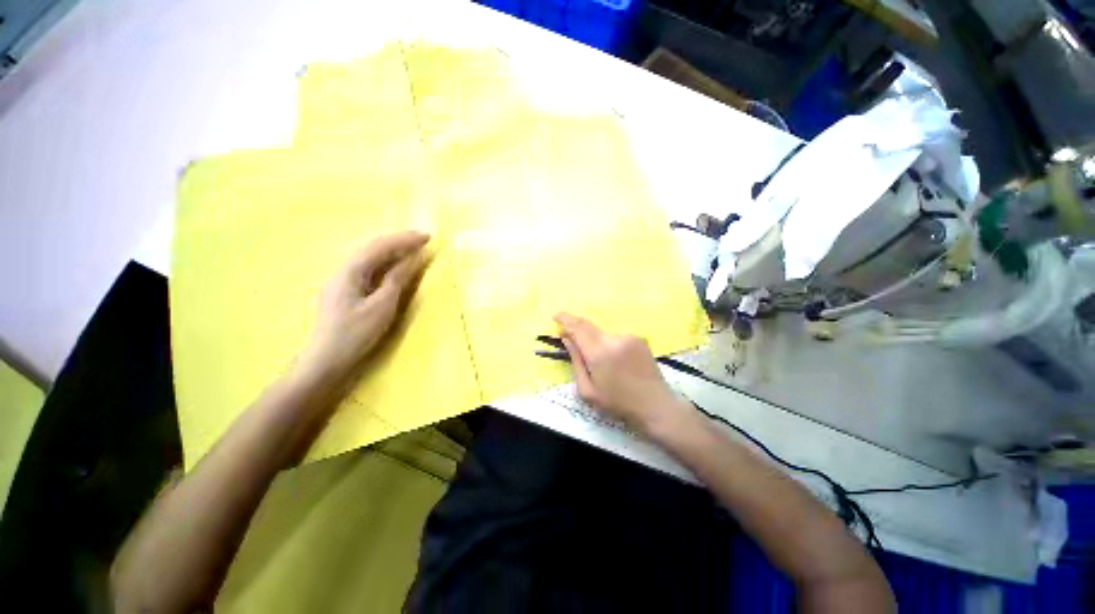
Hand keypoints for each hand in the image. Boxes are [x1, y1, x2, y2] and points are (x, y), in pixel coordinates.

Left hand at [300, 231, 429, 378]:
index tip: (428, 237)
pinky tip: (394, 267)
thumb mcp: (382, 306)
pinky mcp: (345, 292)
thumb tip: (414, 257)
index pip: (380, 246)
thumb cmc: (355, 334)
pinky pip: (368, 270)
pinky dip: (385, 264)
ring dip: (392, 251)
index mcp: (350, 271)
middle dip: (399, 242)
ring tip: (413, 250)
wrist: (325, 361)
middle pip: (372, 248)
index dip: (405, 240)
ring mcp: (342, 281)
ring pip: (369, 258)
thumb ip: (397, 279)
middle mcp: (343, 270)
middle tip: (423, 241)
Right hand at [554, 312, 694, 438]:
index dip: (565, 319)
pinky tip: (616, 362)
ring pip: (602, 332)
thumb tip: (566, 338)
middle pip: (589, 325)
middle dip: (576, 327)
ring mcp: (629, 337)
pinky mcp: (639, 338)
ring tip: (602, 363)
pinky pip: (615, 337)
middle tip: (569, 337)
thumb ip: (575, 361)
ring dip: (594, 340)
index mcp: (599, 353)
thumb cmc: (618, 403)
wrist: (655, 406)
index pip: (578, 328)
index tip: (556, 315)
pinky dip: (608, 344)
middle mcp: (614, 339)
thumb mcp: (588, 390)